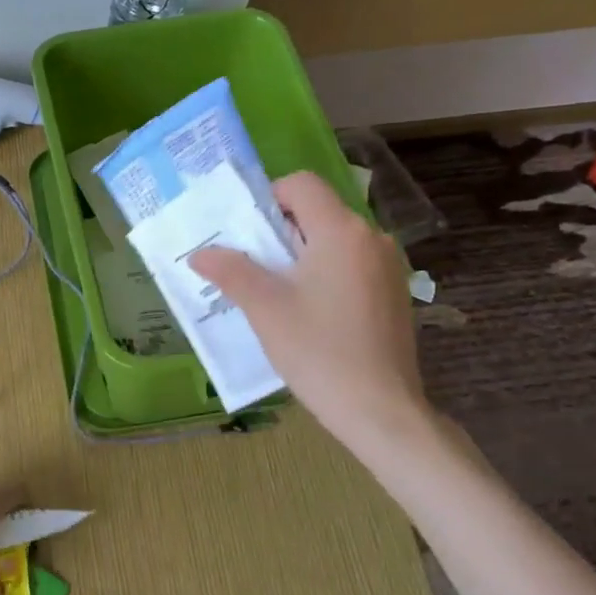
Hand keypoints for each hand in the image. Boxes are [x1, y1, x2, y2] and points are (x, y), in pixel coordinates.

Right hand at [190, 171, 430, 454]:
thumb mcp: (265, 309)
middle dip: (281, 231)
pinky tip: (311, 313)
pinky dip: (327, 273)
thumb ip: (231, 271)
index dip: (269, 197)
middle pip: (319, 211)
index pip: (302, 184)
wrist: (381, 410)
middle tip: (252, 266)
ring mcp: (389, 266)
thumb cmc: (319, 351)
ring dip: (303, 254)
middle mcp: (372, 238)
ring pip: (336, 240)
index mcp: (341, 232)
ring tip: (277, 293)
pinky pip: (353, 265)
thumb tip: (199, 253)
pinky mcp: (395, 293)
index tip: (247, 234)